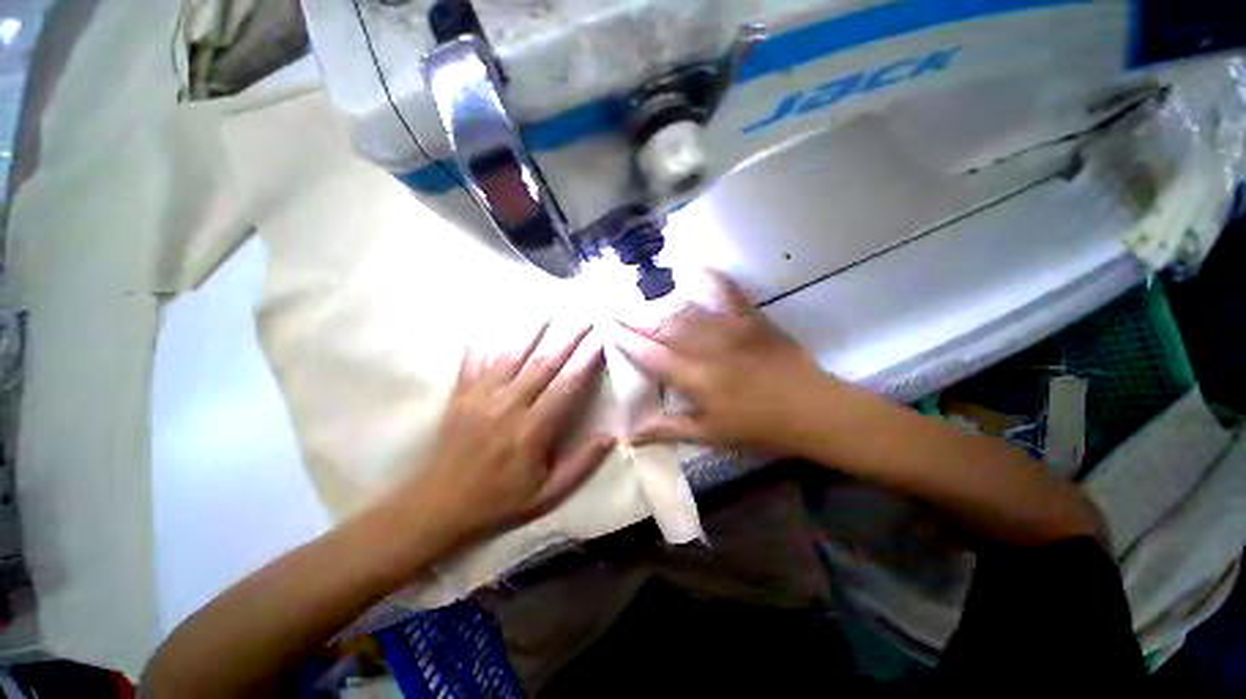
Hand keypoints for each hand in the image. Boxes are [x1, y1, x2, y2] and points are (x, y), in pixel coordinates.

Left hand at [402, 322, 614, 542]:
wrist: (437, 507)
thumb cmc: (499, 501)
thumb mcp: (548, 494)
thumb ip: (582, 464)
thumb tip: (611, 435)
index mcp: (532, 430)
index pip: (566, 385)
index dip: (586, 360)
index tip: (600, 339)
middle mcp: (507, 405)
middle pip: (543, 362)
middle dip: (567, 337)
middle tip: (584, 317)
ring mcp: (480, 396)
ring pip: (511, 353)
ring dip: (532, 330)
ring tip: (550, 311)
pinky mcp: (460, 394)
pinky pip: (475, 359)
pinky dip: (487, 339)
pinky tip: (497, 323)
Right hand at [613, 272, 838, 454]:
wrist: (813, 410)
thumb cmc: (759, 427)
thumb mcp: (711, 434)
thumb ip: (667, 429)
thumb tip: (629, 435)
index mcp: (696, 378)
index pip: (650, 356)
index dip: (626, 340)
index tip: (607, 327)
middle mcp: (707, 348)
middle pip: (664, 327)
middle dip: (637, 316)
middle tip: (616, 305)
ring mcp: (731, 329)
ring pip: (688, 310)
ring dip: (662, 301)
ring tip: (642, 291)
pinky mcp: (752, 319)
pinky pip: (729, 292)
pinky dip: (712, 277)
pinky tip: (696, 266)